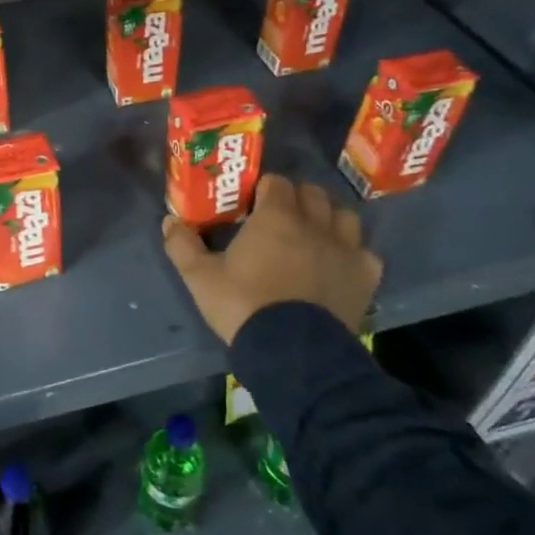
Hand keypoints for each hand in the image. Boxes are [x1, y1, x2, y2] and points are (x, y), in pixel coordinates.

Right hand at [162, 174, 381, 344]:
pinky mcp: (365, 277)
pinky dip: (352, 254)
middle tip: (280, 218)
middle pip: (313, 192)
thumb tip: (169, 222)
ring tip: (313, 236)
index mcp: (276, 216)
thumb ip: (182, 245)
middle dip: (297, 198)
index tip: (252, 204)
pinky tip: (337, 267)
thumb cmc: (243, 307)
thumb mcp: (200, 278)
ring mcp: (345, 249)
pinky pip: (364, 252)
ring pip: (344, 216)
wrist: (294, 353)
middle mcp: (315, 224)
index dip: (264, 189)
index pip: (276, 182)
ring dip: (328, 220)